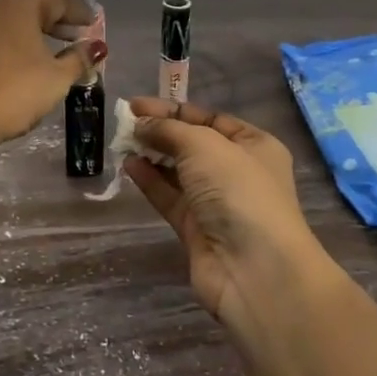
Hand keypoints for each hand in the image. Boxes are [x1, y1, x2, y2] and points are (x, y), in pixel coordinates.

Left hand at [0, 0, 105, 148]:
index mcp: (20, 7)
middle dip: (48, 22)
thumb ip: (78, 59)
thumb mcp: (58, 79)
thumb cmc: (16, 92)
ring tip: (22, 48)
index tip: (91, 27)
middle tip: (68, 40)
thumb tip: (95, 46)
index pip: (56, 0)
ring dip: (6, 29)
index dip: (77, 13)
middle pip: (23, 7)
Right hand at [122, 99, 325, 324]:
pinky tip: (128, 166)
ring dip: (151, 155)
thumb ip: (169, 129)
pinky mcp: (196, 230)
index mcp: (254, 145)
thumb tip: (141, 123)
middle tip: (125, 123)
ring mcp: (217, 203)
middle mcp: (238, 172)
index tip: (136, 105)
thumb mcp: (204, 145)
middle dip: (160, 132)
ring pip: (178, 172)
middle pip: (192, 144)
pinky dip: (149, 181)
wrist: (254, 269)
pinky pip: (169, 197)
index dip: (173, 110)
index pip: (209, 118)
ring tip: (121, 142)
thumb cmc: (238, 191)